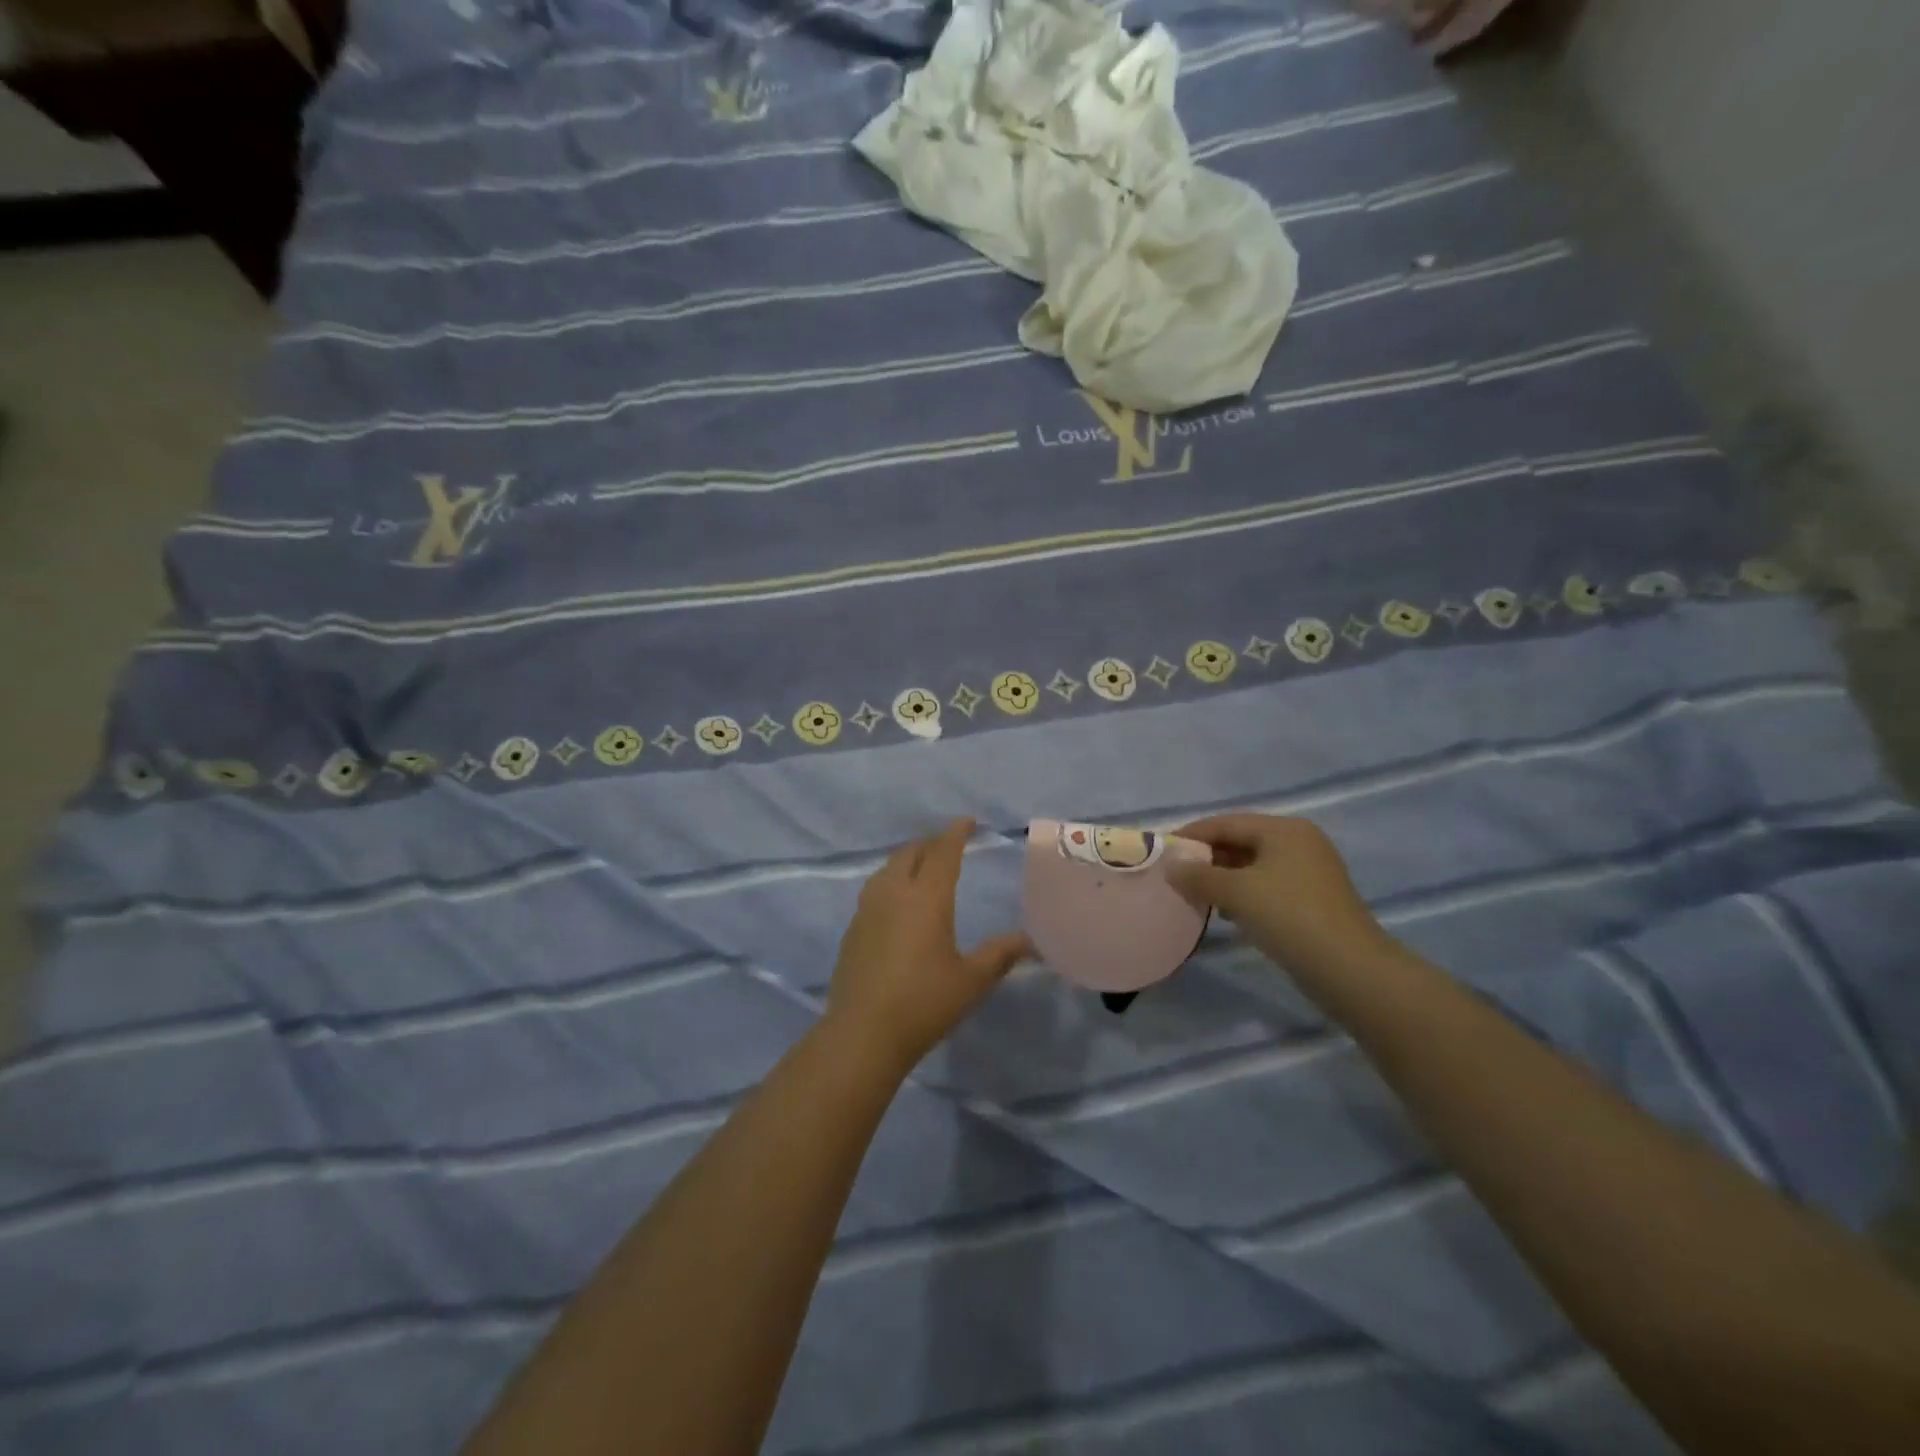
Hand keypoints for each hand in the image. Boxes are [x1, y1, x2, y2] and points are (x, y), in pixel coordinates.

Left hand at [825, 819, 1030, 1070]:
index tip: (968, 822)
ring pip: (888, 868)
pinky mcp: (852, 929)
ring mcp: (868, 909)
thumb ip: (1001, 954)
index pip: (943, 852)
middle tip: (948, 845)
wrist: (863, 1033)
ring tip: (922, 867)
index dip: (956, 832)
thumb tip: (1032, 941)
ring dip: (907, 859)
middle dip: (931, 843)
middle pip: (911, 853)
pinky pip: (875, 889)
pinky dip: (891, 882)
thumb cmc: (924, 1002)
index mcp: (926, 897)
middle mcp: (894, 893)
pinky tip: (897, 903)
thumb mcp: (971, 980)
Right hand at [1166, 814, 1396, 985]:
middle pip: (1240, 841)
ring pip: (1253, 867)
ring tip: (1195, 896)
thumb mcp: (1235, 892)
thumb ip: (1198, 875)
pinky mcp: (1313, 900)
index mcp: (1283, 829)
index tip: (1162, 852)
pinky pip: (1267, 887)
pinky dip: (1243, 895)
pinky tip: (1227, 914)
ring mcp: (1310, 872)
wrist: (1350, 970)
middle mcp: (1299, 843)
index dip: (1191, 835)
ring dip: (1222, 879)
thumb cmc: (1288, 917)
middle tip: (1175, 876)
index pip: (1225, 822)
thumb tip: (1171, 866)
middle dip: (1206, 858)